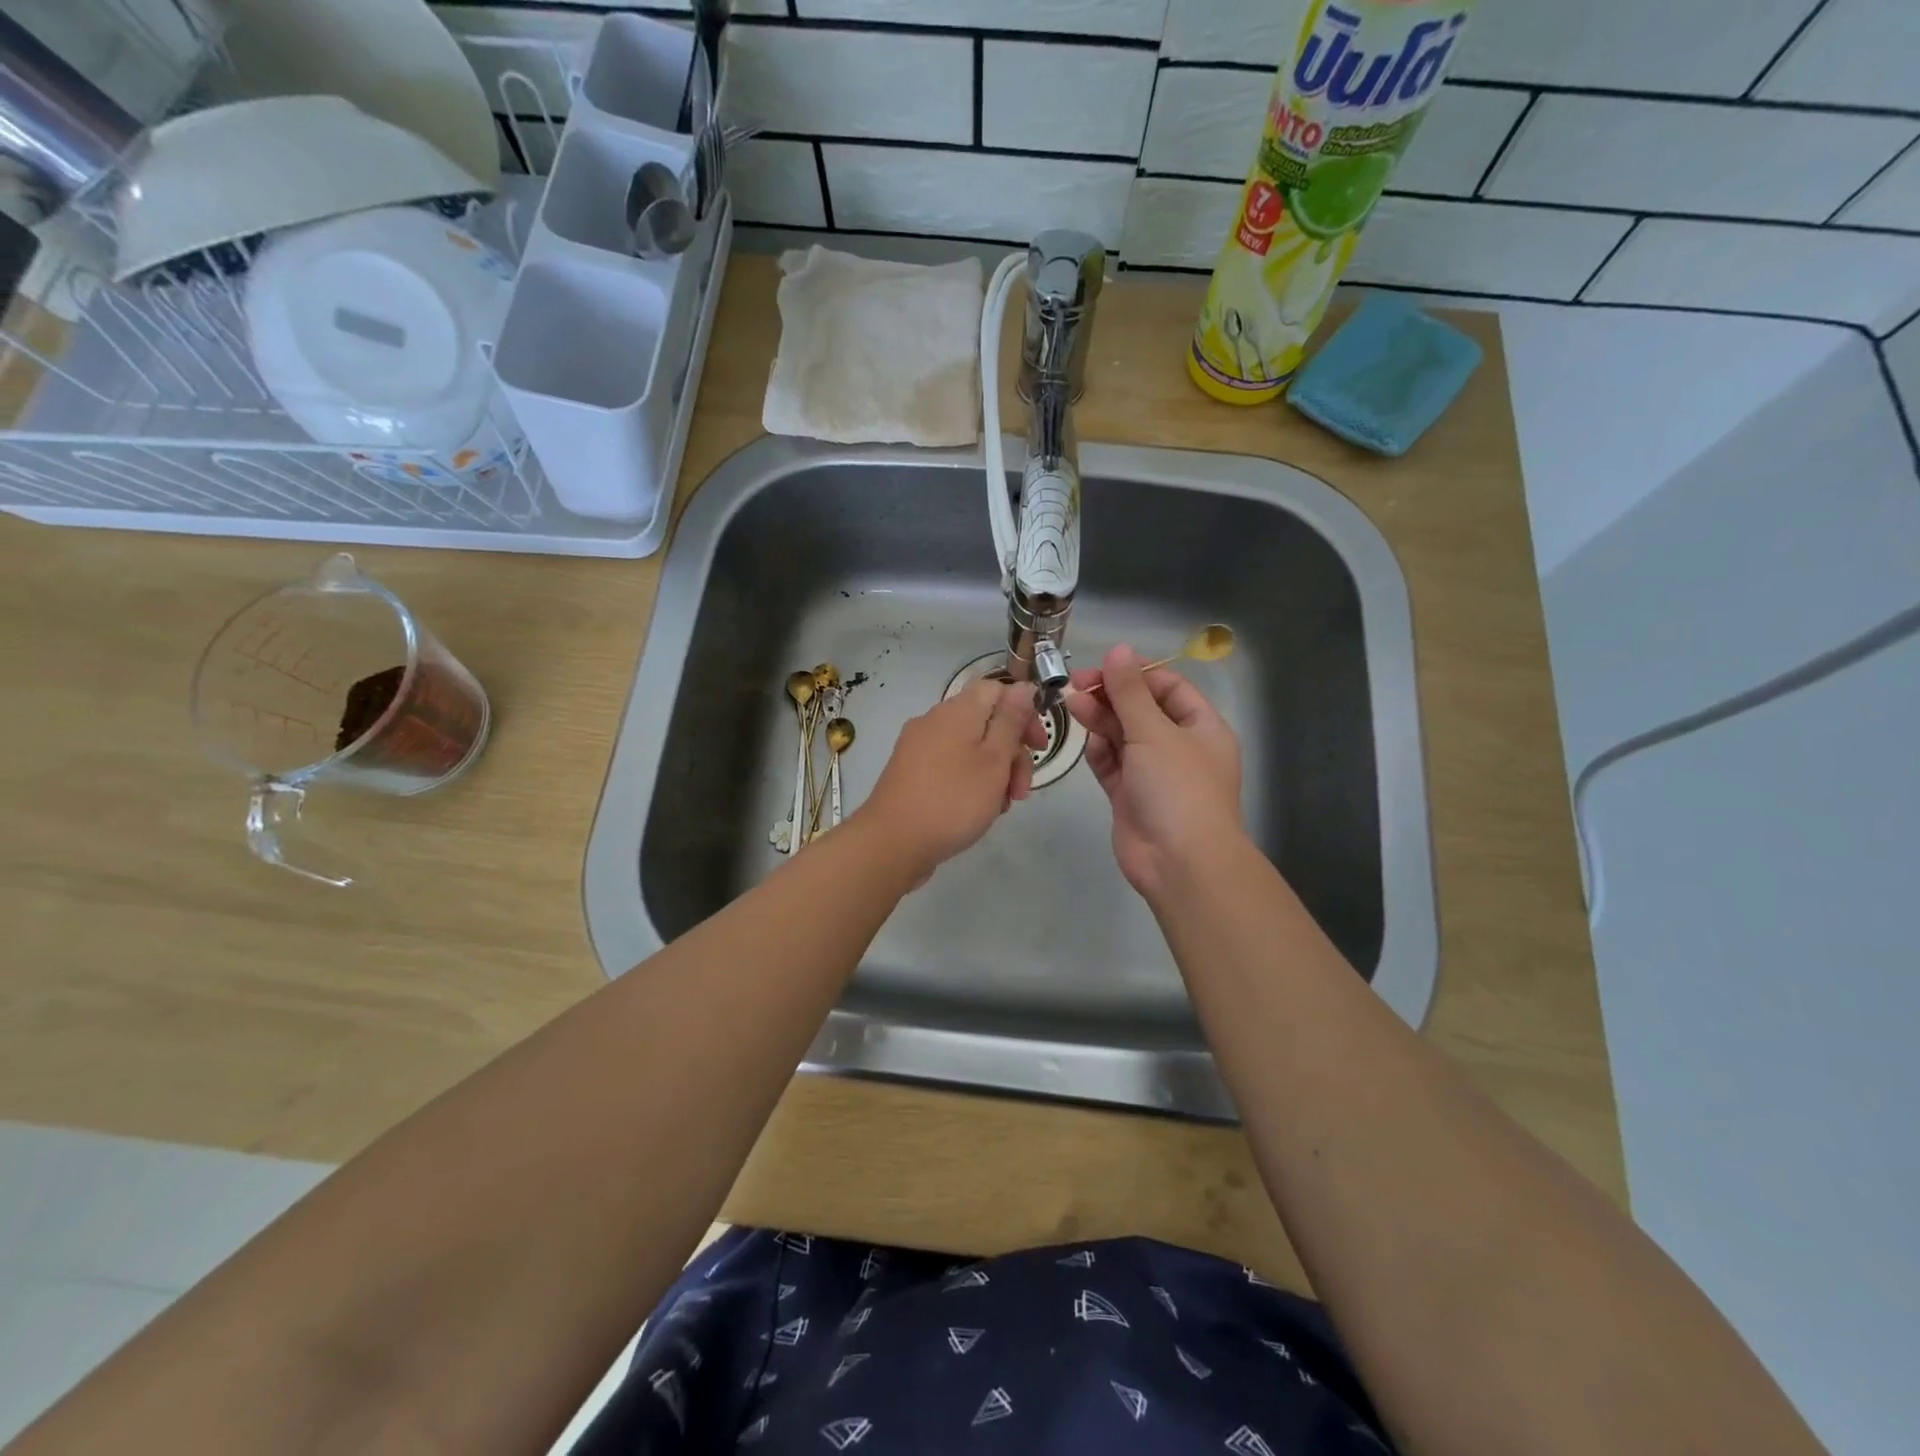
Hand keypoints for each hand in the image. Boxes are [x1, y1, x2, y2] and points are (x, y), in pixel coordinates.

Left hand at [854, 677, 1046, 882]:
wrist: (892, 843)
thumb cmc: (953, 800)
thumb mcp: (994, 760)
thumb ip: (1011, 721)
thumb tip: (1023, 687)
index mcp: (956, 711)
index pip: (997, 690)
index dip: (1024, 713)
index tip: (1038, 747)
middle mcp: (934, 721)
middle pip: (986, 723)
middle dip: (1012, 754)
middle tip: (1021, 792)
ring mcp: (918, 748)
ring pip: (970, 749)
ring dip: (994, 774)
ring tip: (1000, 808)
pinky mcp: (910, 773)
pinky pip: (950, 767)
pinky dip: (970, 783)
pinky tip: (977, 812)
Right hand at [1065, 644, 1244, 900]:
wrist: (1180, 863)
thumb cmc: (1177, 788)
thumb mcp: (1154, 732)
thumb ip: (1130, 692)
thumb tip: (1117, 649)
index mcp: (1201, 728)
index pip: (1169, 688)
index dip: (1137, 674)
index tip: (1103, 666)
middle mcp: (1179, 748)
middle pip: (1142, 711)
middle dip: (1111, 696)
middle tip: (1076, 685)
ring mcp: (1154, 774)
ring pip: (1123, 737)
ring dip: (1100, 721)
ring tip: (1071, 705)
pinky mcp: (1130, 797)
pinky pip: (1112, 766)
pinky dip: (1100, 752)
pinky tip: (1086, 741)